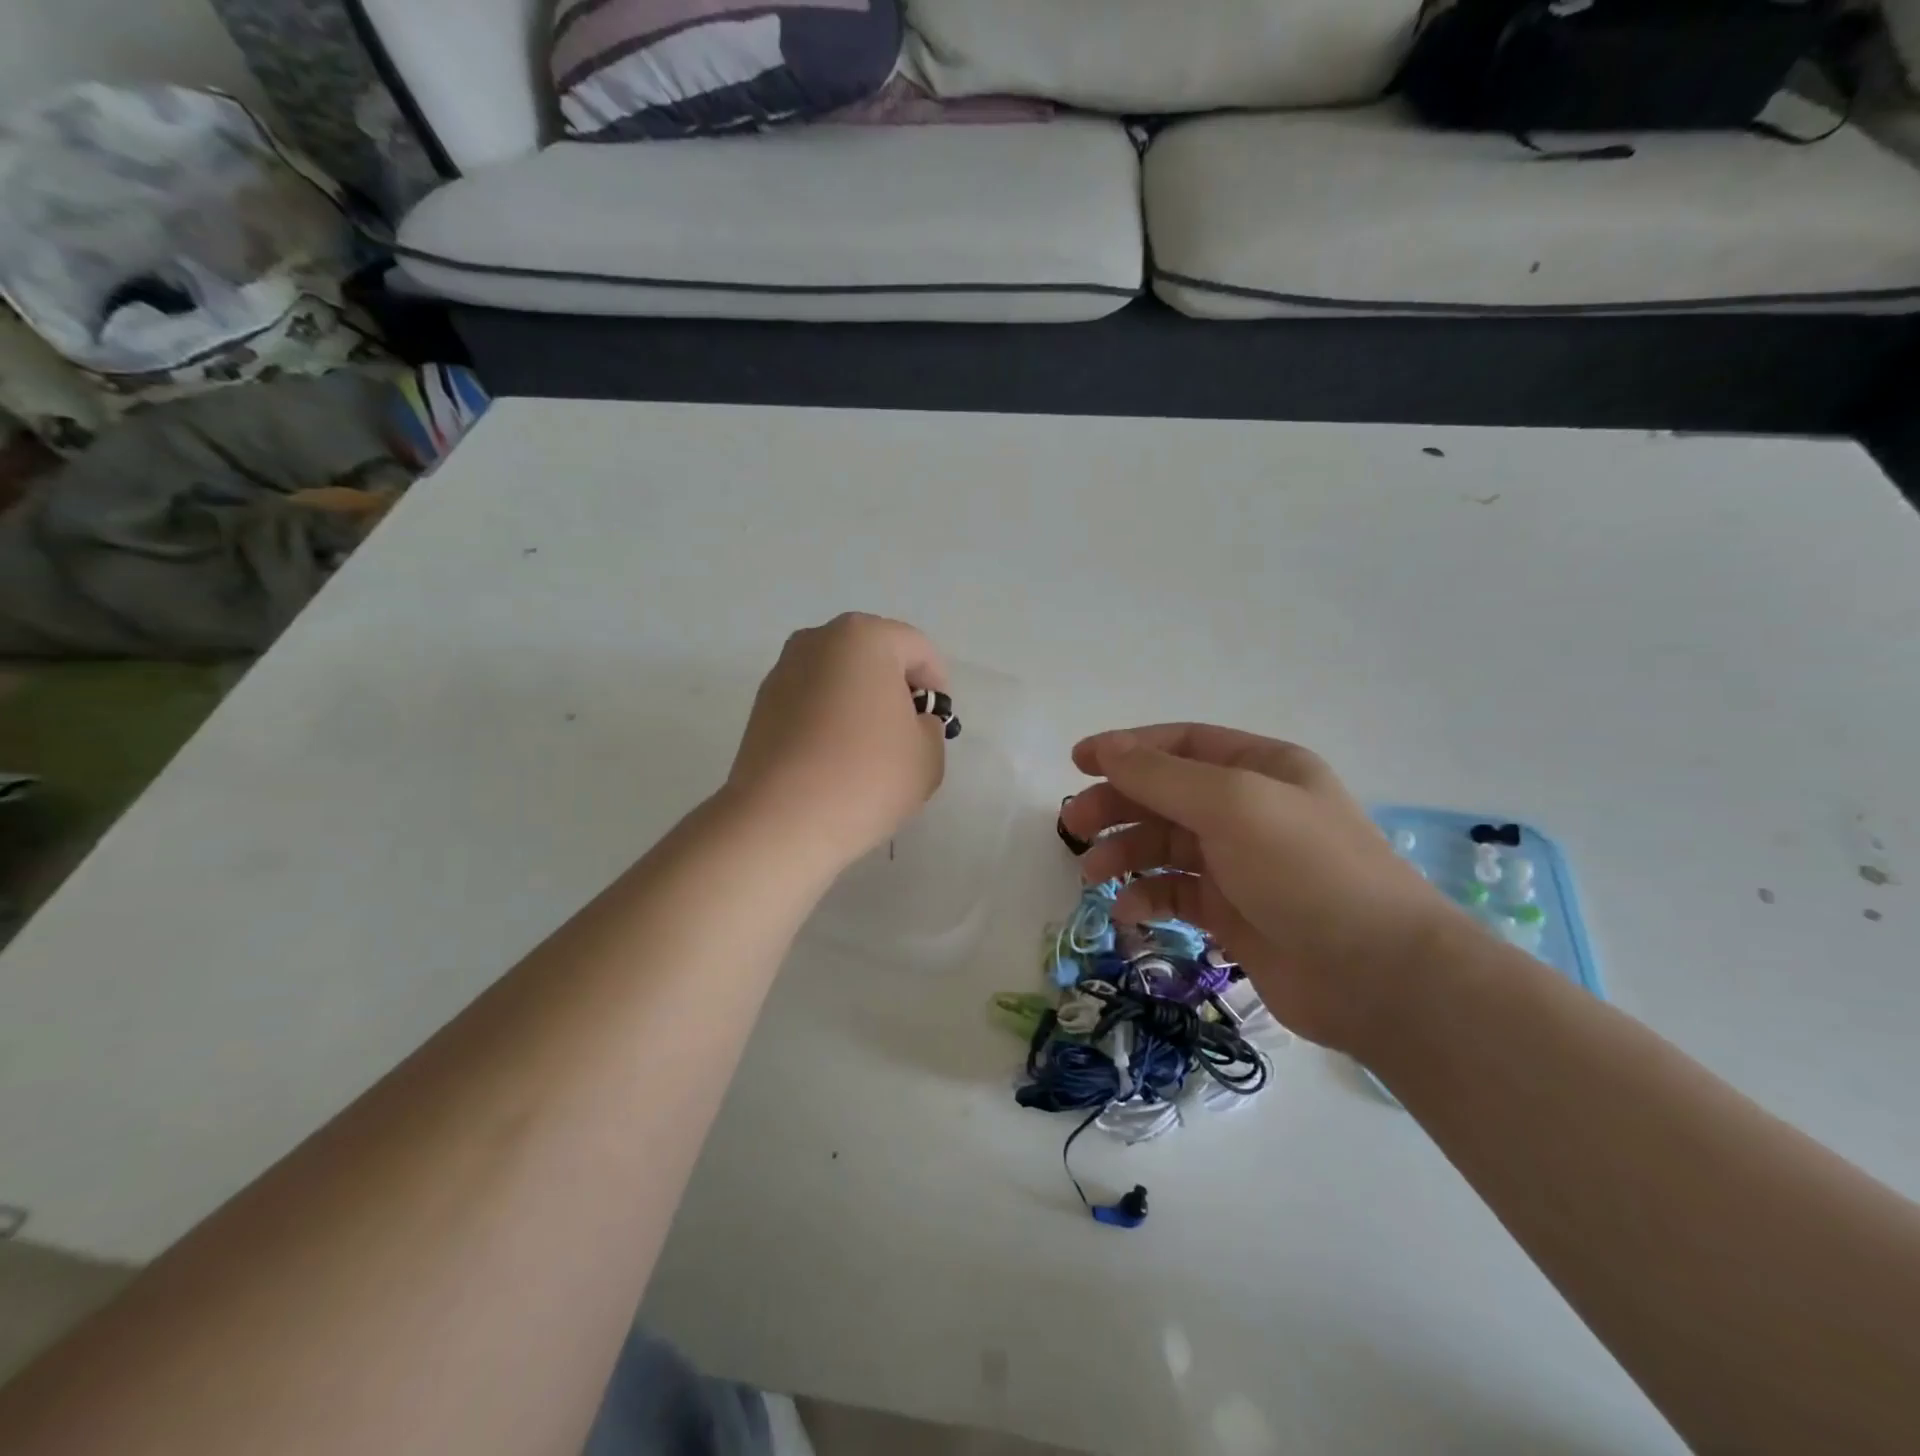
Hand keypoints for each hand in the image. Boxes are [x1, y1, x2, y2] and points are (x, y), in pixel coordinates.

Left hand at [726, 613, 950, 870]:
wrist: (781, 820)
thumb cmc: (867, 776)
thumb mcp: (928, 755)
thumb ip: (930, 728)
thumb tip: (909, 723)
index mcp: (865, 637)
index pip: (918, 650)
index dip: (936, 687)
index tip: (936, 726)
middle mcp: (818, 640)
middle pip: (873, 657)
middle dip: (894, 690)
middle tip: (905, 736)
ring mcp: (782, 671)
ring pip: (838, 680)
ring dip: (858, 705)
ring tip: (866, 753)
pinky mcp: (760, 705)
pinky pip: (811, 703)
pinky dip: (827, 721)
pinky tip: (833, 761)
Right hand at [1061, 725, 1465, 1052]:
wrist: (1377, 975)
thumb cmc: (1305, 870)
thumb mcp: (1232, 804)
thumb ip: (1161, 776)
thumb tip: (1106, 749)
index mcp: (1259, 768)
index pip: (1180, 745)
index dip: (1126, 749)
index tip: (1077, 763)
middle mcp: (1249, 810)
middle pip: (1166, 795)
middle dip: (1118, 805)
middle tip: (1074, 825)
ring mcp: (1241, 864)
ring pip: (1165, 846)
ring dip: (1125, 854)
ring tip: (1092, 874)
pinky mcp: (1233, 914)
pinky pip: (1176, 894)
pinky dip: (1148, 898)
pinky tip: (1128, 911)